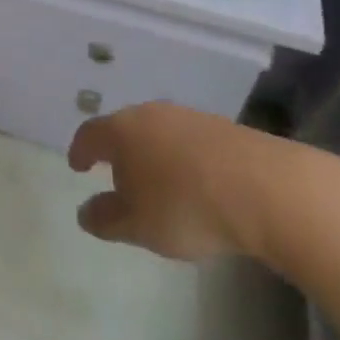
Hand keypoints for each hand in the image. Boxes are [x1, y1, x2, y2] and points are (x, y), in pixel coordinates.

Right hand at [68, 101, 280, 262]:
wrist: (262, 187)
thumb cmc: (185, 206)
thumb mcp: (138, 225)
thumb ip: (106, 219)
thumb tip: (84, 212)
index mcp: (122, 130)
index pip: (90, 134)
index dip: (80, 150)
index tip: (77, 165)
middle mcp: (150, 113)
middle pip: (124, 128)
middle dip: (117, 151)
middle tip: (116, 175)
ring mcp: (187, 117)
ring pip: (157, 132)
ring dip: (151, 154)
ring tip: (156, 183)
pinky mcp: (220, 127)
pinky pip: (187, 141)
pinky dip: (180, 158)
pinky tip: (192, 183)